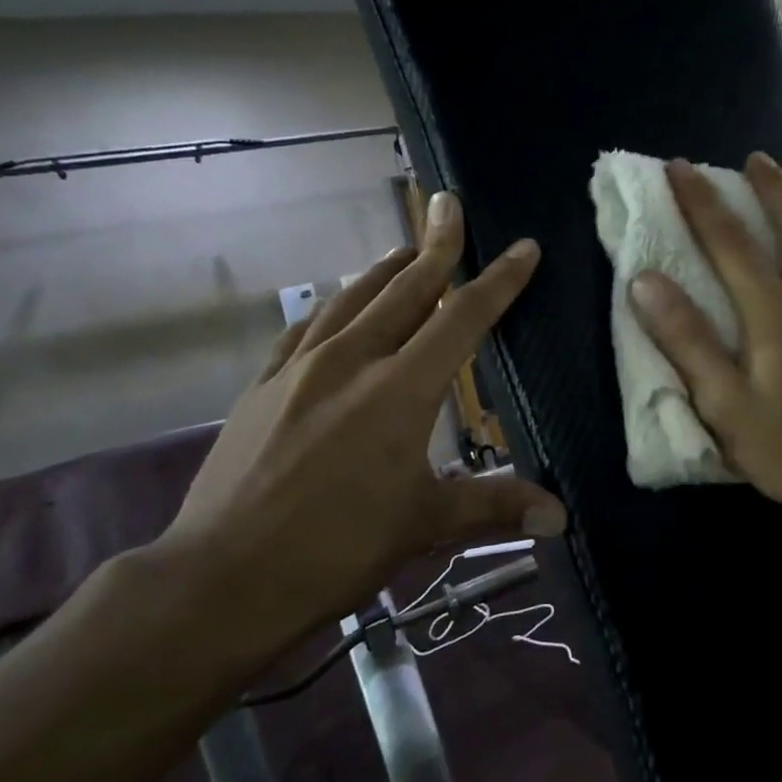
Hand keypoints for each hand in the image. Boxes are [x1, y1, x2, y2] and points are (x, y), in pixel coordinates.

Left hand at [159, 192, 565, 654]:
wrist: (219, 579)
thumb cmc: (335, 550)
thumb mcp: (425, 525)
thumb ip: (495, 506)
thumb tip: (561, 517)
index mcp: (400, 390)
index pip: (463, 318)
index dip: (500, 281)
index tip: (523, 248)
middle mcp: (352, 362)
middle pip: (405, 289)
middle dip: (435, 245)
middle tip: (448, 203)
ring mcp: (299, 369)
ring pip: (352, 298)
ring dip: (384, 268)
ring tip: (406, 248)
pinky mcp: (262, 387)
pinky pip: (305, 329)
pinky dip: (332, 307)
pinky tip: (336, 307)